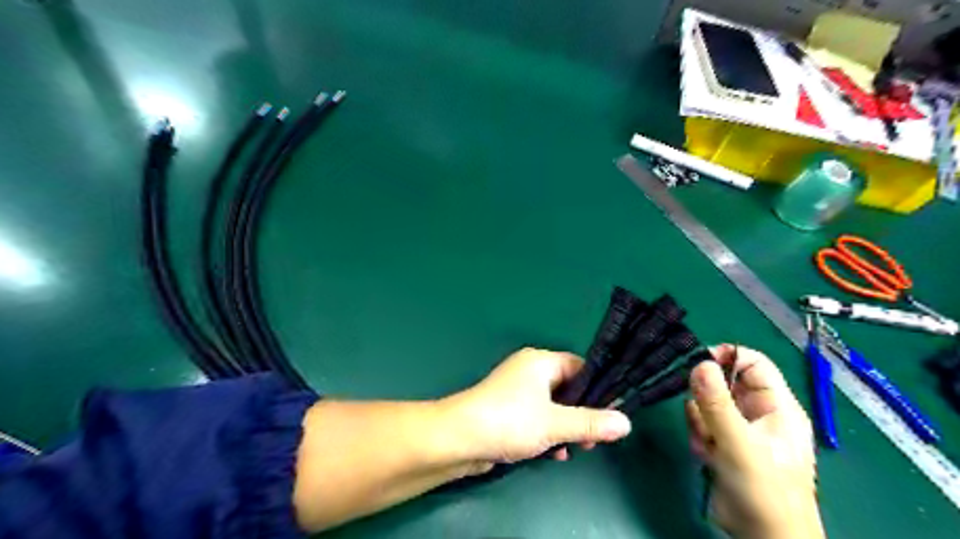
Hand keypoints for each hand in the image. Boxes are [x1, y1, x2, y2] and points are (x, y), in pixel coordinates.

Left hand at [442, 350, 634, 470]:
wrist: (459, 438)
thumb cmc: (510, 421)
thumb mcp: (555, 423)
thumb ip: (591, 422)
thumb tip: (626, 423)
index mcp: (540, 361)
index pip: (579, 366)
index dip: (597, 388)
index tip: (611, 413)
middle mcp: (529, 371)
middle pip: (567, 388)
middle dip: (581, 414)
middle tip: (592, 438)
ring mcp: (516, 390)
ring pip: (553, 406)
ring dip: (565, 427)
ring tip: (573, 449)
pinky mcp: (508, 409)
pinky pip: (537, 416)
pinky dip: (547, 432)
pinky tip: (553, 453)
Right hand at [686, 344, 821, 537]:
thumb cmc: (763, 490)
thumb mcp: (738, 443)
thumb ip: (716, 403)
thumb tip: (699, 362)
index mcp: (777, 406)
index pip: (753, 363)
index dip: (726, 357)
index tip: (696, 363)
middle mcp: (758, 413)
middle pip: (725, 382)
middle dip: (707, 397)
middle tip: (699, 412)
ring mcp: (739, 429)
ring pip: (708, 404)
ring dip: (700, 420)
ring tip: (706, 443)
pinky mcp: (723, 443)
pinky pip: (702, 424)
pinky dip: (699, 435)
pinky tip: (705, 454)